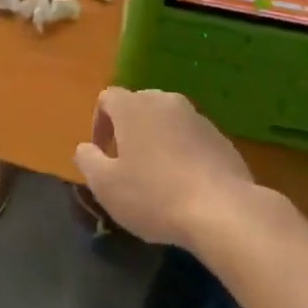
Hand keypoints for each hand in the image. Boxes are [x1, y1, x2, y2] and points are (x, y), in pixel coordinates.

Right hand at [73, 87, 256, 248]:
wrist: (222, 209)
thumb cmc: (154, 195)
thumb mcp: (106, 186)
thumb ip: (88, 160)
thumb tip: (85, 148)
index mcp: (134, 106)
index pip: (108, 98)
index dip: (99, 123)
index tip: (101, 154)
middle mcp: (165, 100)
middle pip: (139, 106)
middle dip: (129, 131)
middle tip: (127, 166)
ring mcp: (196, 116)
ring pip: (167, 121)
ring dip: (157, 141)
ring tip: (157, 178)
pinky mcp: (220, 136)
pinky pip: (191, 137)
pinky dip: (182, 152)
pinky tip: (185, 185)